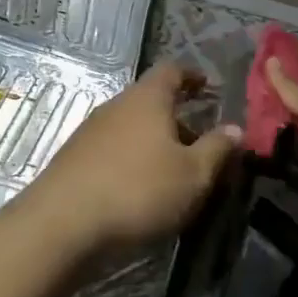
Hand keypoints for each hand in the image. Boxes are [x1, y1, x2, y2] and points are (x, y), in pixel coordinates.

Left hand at [21, 63, 238, 261]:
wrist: (61, 226)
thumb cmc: (138, 191)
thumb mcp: (193, 175)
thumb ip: (217, 149)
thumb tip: (236, 128)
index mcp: (147, 98)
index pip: (172, 70)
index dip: (192, 76)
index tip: (208, 87)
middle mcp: (116, 106)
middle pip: (150, 100)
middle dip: (177, 117)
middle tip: (200, 141)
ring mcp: (90, 132)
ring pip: (131, 127)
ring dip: (154, 141)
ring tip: (173, 169)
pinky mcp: (74, 160)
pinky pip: (112, 149)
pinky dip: (132, 159)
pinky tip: (140, 188)